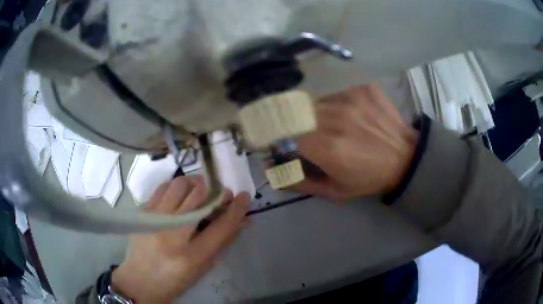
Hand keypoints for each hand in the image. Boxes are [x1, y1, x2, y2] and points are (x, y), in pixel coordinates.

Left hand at [111, 176, 249, 302]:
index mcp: (191, 255)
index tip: (244, 196)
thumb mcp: (202, 268)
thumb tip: (241, 220)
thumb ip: (222, 242)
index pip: (220, 226)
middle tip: (217, 192)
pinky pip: (162, 188)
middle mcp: (172, 234)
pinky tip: (178, 194)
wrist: (139, 280)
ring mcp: (154, 220)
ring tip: (197, 190)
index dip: (236, 209)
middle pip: (197, 197)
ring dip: (193, 183)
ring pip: (178, 185)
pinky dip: (175, 186)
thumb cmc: (175, 280)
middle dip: (213, 190)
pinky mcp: (143, 213)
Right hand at [293, 84, 417, 201]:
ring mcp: (350, 98)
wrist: (405, 157)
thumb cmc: (369, 178)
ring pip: (316, 101)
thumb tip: (270, 168)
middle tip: (314, 136)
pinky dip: (335, 103)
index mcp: (327, 148)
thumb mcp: (334, 190)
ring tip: (335, 125)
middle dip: (299, 126)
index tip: (289, 144)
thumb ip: (299, 182)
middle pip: (298, 114)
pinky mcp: (361, 88)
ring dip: (317, 114)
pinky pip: (335, 92)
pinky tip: (350, 114)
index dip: (283, 138)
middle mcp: (335, 118)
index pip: (284, 133)